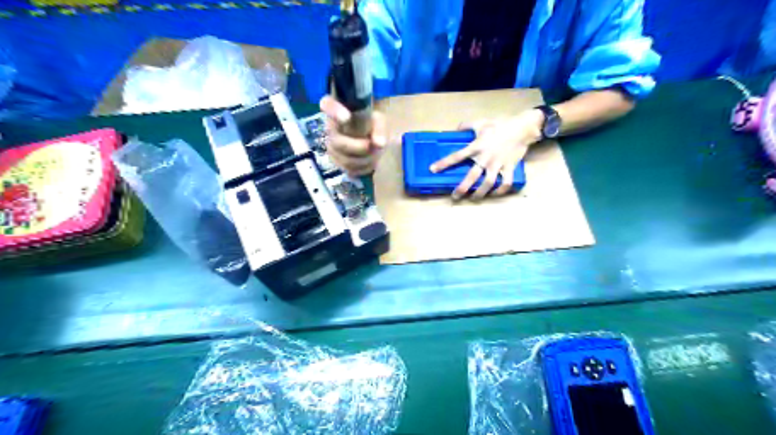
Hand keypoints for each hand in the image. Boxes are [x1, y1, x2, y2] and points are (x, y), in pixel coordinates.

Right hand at [318, 94, 387, 176]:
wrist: (370, 137)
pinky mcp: (337, 161)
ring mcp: (331, 146)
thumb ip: (379, 128)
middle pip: (338, 142)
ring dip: (365, 159)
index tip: (347, 118)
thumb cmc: (370, 124)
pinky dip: (364, 167)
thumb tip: (379, 143)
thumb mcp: (378, 120)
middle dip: (358, 147)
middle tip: (372, 146)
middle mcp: (330, 128)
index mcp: (338, 110)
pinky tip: (370, 160)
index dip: (334, 111)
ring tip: (375, 152)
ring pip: (345, 159)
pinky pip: (350, 169)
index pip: (327, 104)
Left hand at [428, 108, 540, 197]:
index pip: (457, 156)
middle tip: (455, 197)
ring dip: (480, 194)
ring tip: (473, 198)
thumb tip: (456, 128)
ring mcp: (498, 165)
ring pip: (487, 184)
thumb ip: (466, 125)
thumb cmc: (500, 125)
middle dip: (462, 188)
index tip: (433, 170)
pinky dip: (501, 190)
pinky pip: (505, 183)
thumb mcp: (481, 122)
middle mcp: (485, 158)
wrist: (523, 128)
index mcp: (477, 147)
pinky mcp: (509, 168)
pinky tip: (495, 194)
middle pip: (472, 177)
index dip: (444, 163)